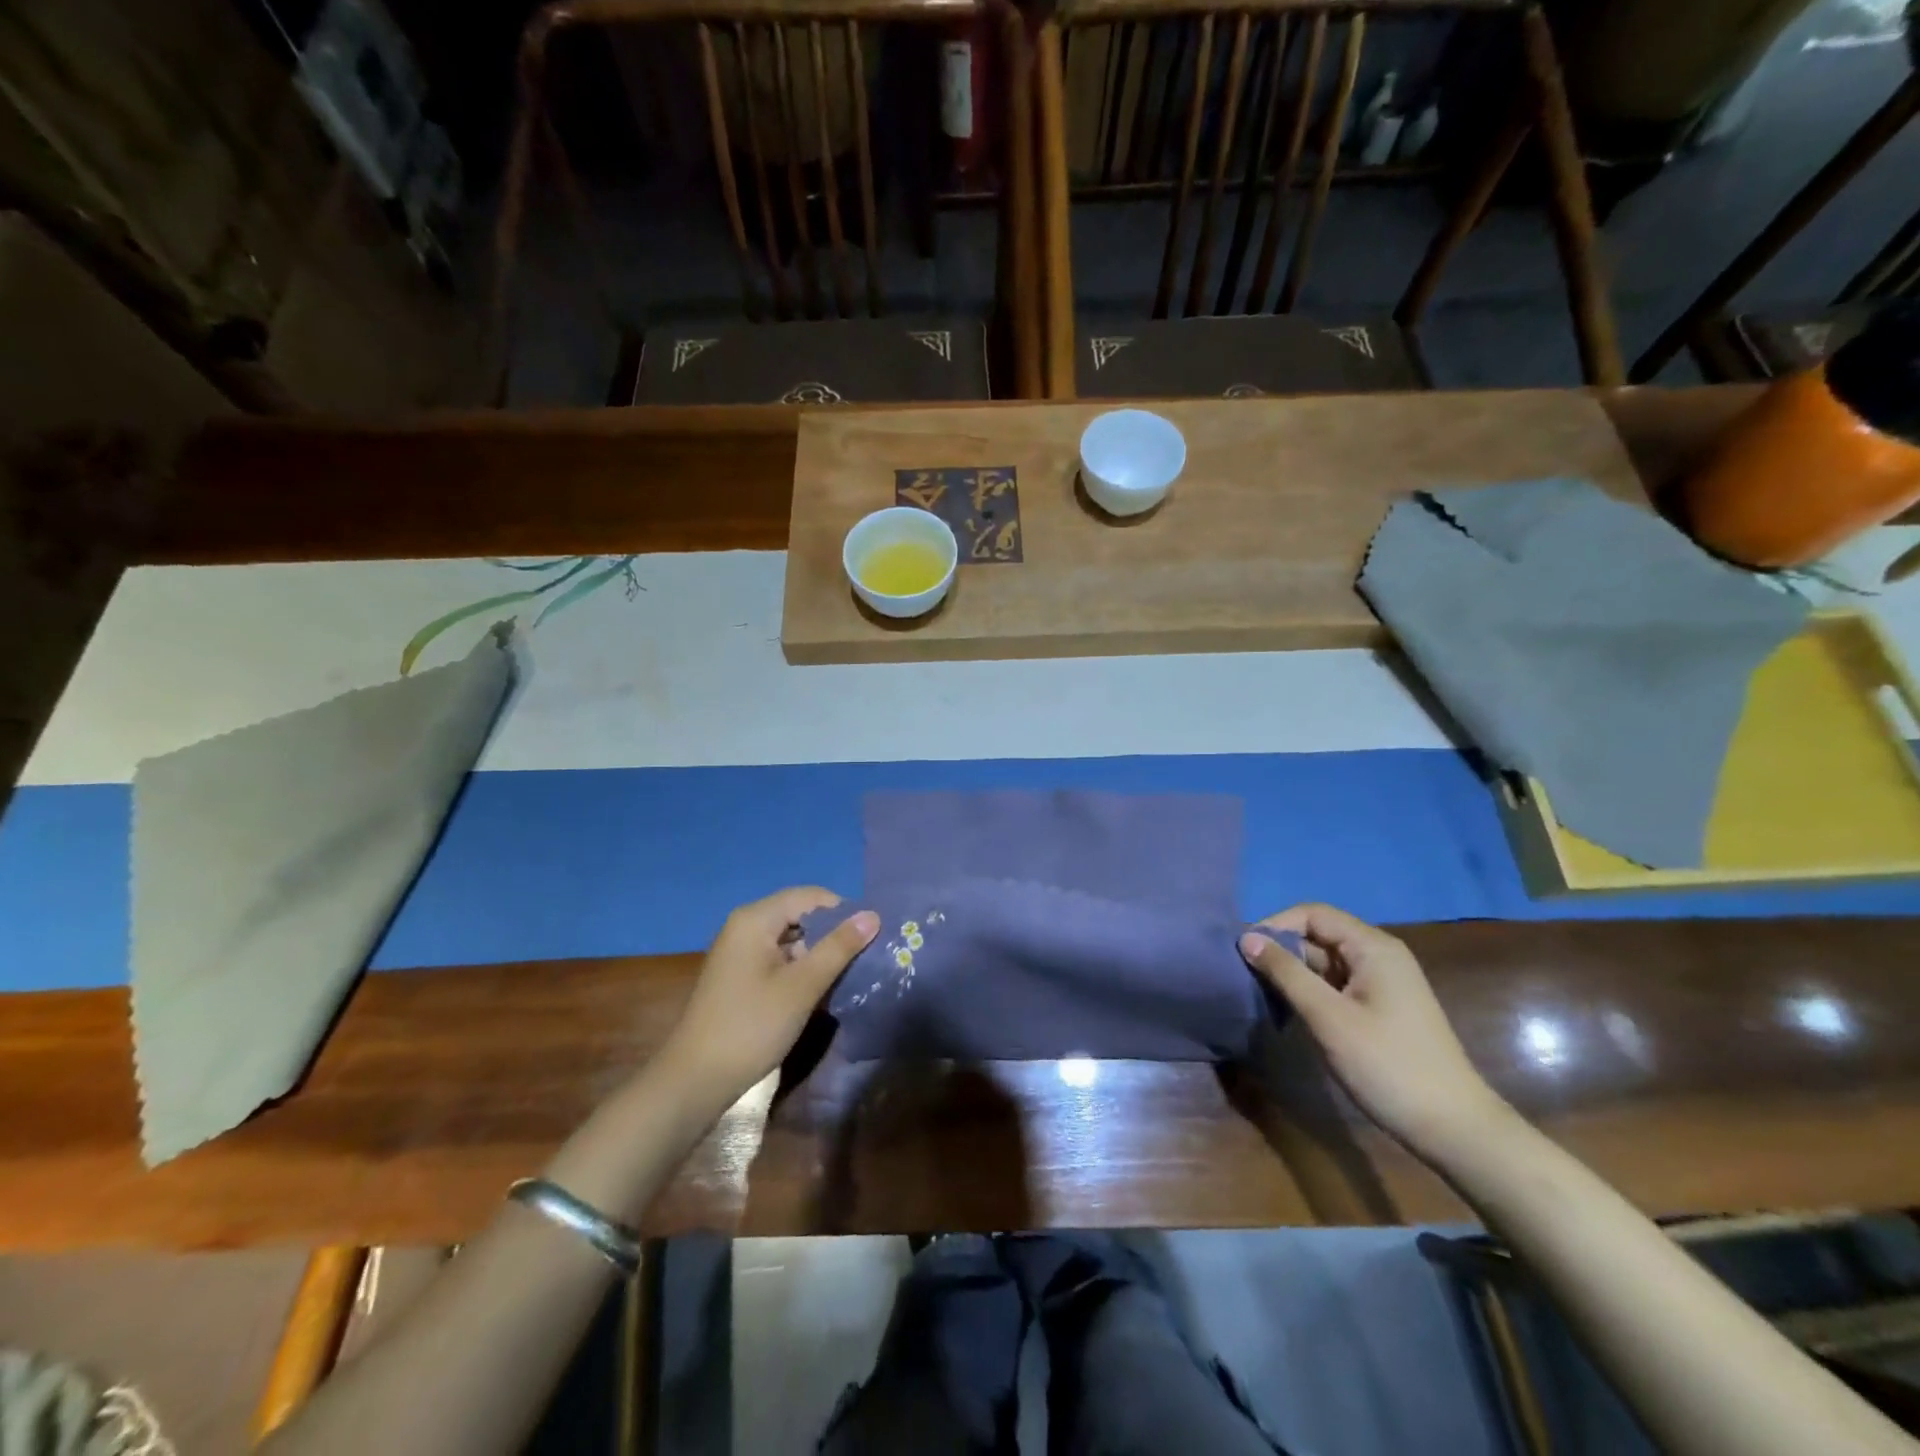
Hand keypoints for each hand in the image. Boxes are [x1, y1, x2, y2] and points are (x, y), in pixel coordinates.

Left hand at [660, 888, 877, 1107]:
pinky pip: (778, 958)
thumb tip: (872, 915)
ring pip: (791, 939)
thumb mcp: (803, 986)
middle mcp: (744, 926)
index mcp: (755, 919)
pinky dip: (800, 968)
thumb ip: (838, 947)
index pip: (810, 896)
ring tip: (847, 975)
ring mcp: (739, 952)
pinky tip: (819, 991)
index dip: (843, 911)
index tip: (870, 937)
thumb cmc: (752, 1026)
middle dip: (832, 933)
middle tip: (863, 958)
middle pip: (799, 915)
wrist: (696, 1080)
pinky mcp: (739, 976)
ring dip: (818, 954)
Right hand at [1239, 903, 1509, 1160]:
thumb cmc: (1387, 1065)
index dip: (1276, 925)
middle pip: (1319, 935)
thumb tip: (1246, 938)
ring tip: (1260, 992)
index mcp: (1373, 947)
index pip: (1313, 914)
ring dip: (1293, 972)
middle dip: (1281, 950)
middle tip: (1245, 974)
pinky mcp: (1380, 1008)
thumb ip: (1286, 973)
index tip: (1244, 951)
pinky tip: (1289, 1011)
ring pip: (1325, 962)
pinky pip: (1336, 984)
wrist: (1453, 1128)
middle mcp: (1379, 956)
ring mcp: (1382, 983)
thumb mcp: (1328, 1017)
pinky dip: (1310, 991)